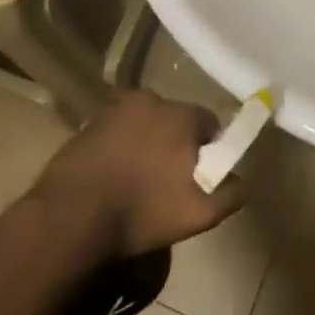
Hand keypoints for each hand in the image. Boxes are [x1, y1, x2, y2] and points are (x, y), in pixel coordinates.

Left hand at [29, 91, 246, 256]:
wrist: (73, 215)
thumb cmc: (143, 210)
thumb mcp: (201, 213)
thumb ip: (231, 192)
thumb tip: (240, 179)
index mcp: (180, 114)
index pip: (209, 122)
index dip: (209, 149)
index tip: (200, 175)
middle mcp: (149, 99)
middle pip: (174, 119)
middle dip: (176, 143)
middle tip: (169, 180)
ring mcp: (114, 108)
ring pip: (144, 124)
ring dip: (147, 143)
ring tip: (138, 180)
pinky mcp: (88, 122)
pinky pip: (117, 131)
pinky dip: (121, 147)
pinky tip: (114, 177)